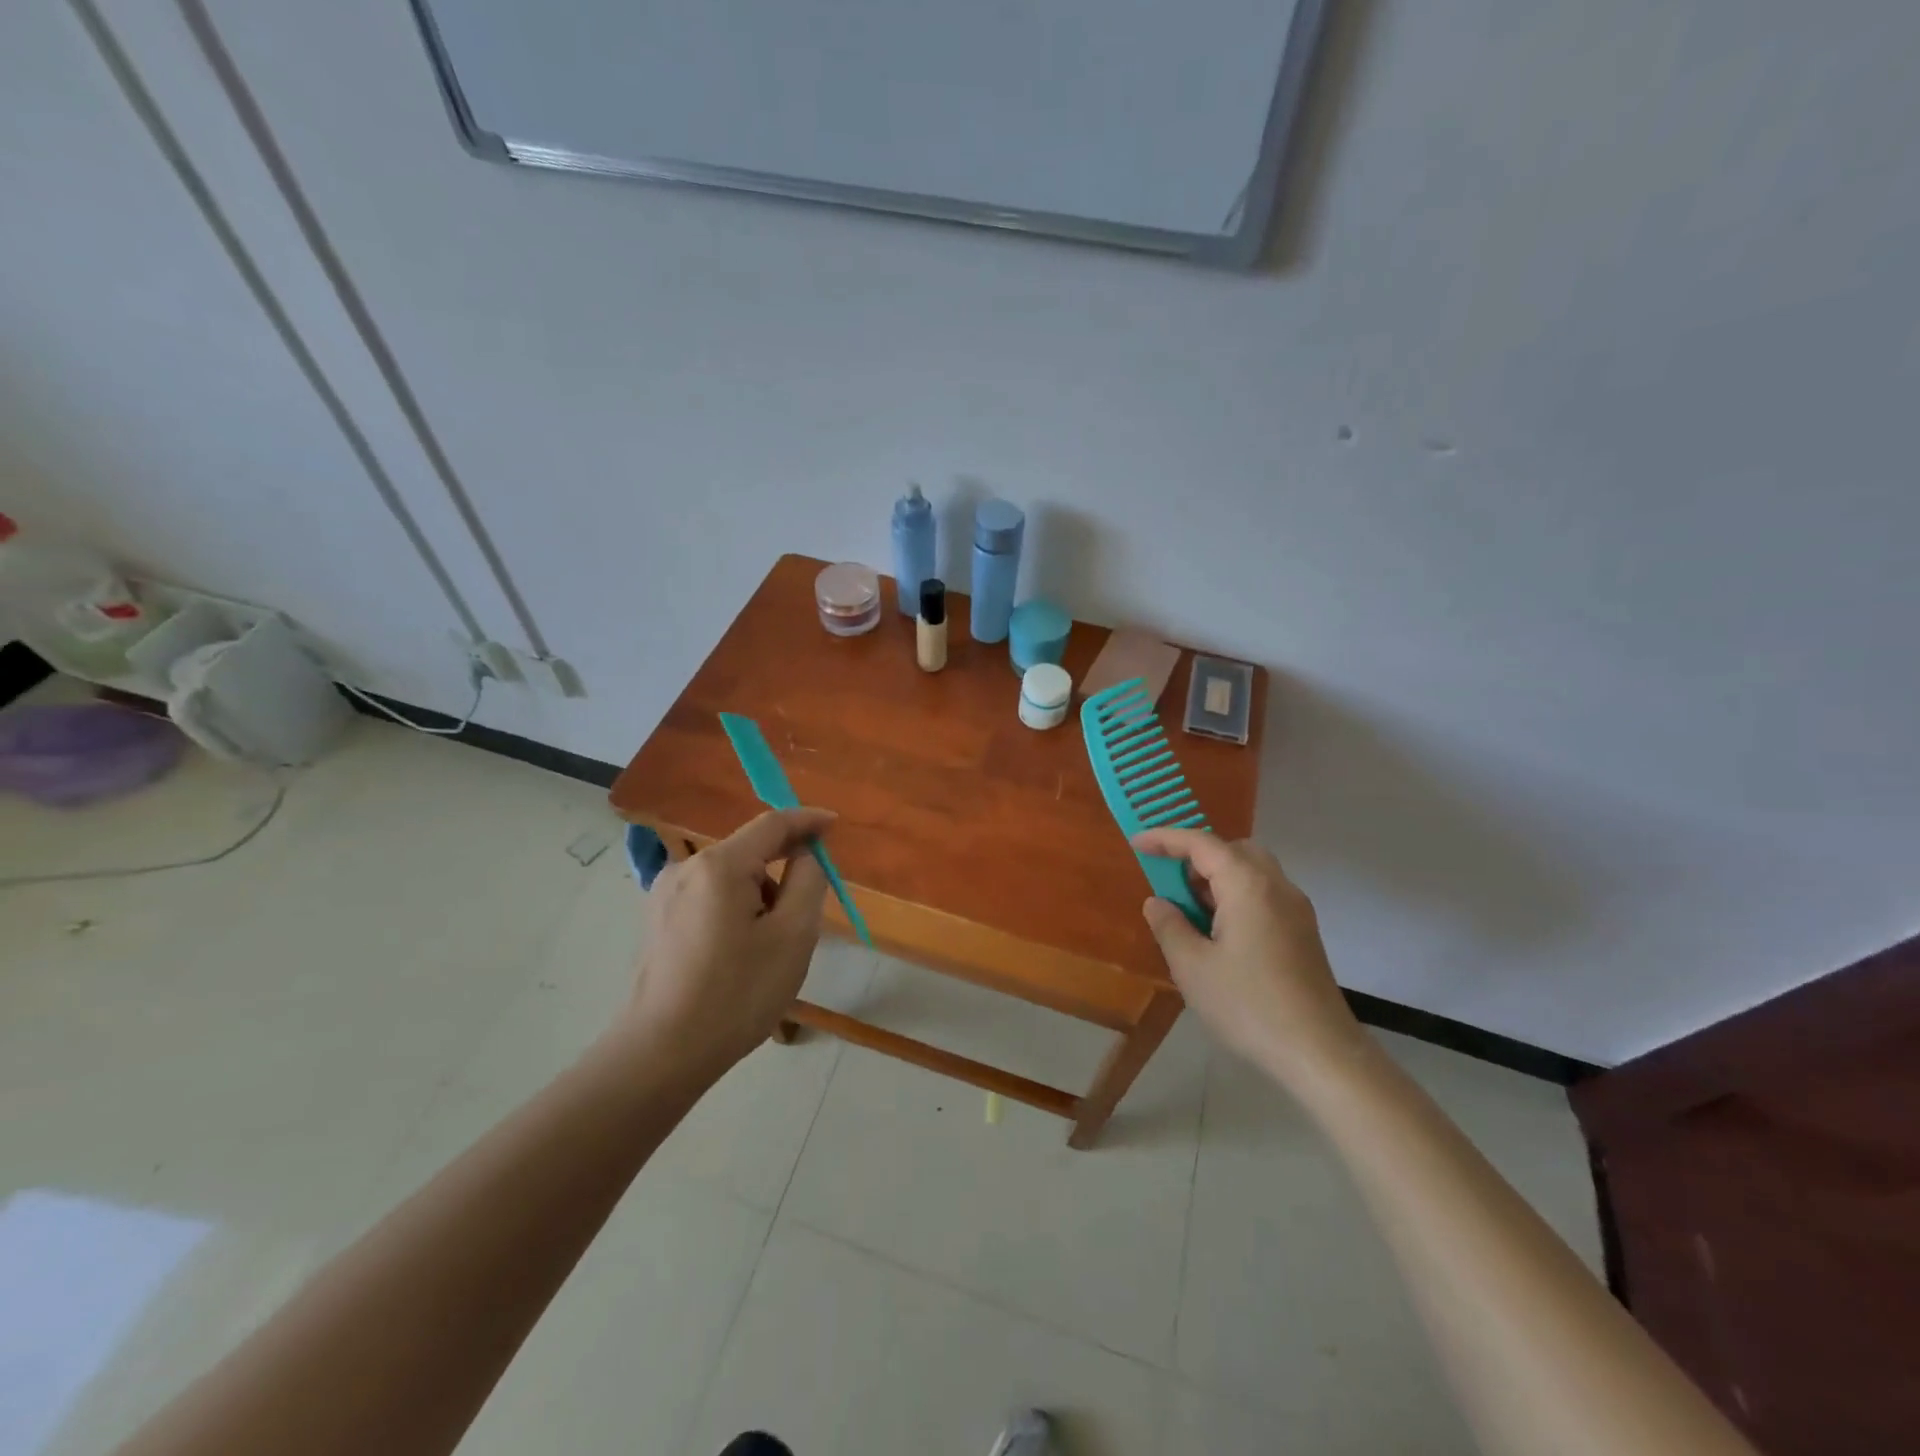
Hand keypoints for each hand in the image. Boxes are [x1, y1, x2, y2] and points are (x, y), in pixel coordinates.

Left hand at [615, 807, 835, 1080]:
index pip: (772, 824)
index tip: (835, 825)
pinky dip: (735, 909)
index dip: (807, 820)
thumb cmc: (737, 993)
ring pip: (730, 877)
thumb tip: (804, 855)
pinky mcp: (657, 919)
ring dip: (759, 894)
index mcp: (720, 866)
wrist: (662, 1053)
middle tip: (808, 908)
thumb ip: (807, 881)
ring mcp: (665, 894)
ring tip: (771, 946)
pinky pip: (709, 897)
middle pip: (749, 851)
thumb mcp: (793, 936)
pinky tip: (740, 953)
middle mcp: (687, 868)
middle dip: (783, 869)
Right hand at [1131, 828, 1362, 1077]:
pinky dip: (1235, 896)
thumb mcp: (1193, 967)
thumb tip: (1158, 903)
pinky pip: (1263, 895)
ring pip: (1252, 872)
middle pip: (1233, 850)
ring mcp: (1296, 910)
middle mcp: (1277, 887)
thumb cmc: (1249, 1005)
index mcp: (1248, 886)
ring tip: (1189, 910)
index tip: (1136, 843)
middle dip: (1197, 856)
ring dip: (1217, 878)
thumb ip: (1169, 926)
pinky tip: (1218, 933)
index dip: (1166, 838)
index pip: (1202, 844)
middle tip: (1170, 881)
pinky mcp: (1303, 934)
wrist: (1320, 1053)